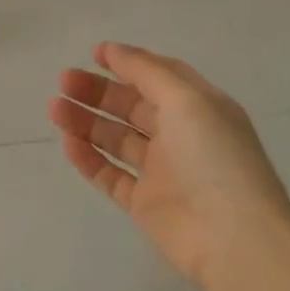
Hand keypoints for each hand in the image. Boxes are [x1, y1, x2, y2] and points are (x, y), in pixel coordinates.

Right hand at [48, 43, 289, 290]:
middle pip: (131, 106)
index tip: (94, 55)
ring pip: (116, 139)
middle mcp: (181, 137)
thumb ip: (146, 70)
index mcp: (199, 110)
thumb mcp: (186, 99)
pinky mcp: (145, 203)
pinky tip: (68, 143)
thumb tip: (112, 49)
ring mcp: (162, 172)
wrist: (235, 241)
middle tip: (64, 81)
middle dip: (97, 91)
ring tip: (54, 109)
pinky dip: (88, 158)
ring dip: (86, 121)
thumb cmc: (214, 159)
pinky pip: (110, 175)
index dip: (128, 63)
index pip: (159, 78)